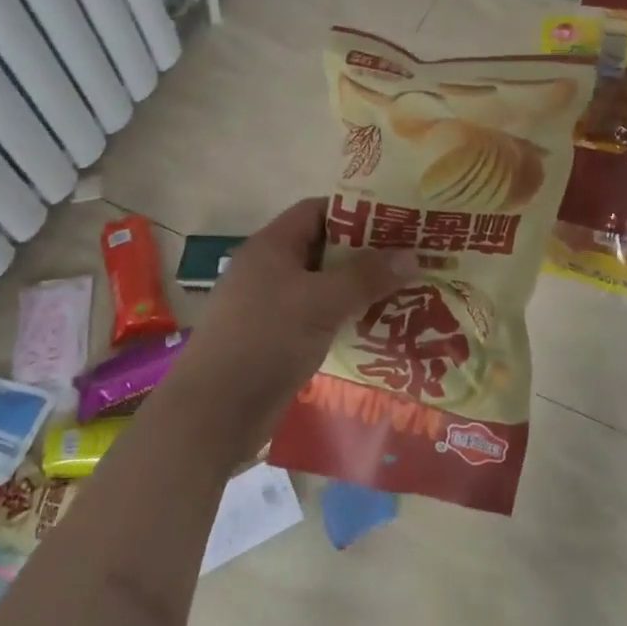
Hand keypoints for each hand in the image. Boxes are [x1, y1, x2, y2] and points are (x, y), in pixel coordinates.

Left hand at [168, 198, 418, 444]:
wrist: (213, 414)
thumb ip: (365, 276)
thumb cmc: (264, 341)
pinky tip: (380, 329)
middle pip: (325, 249)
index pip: (318, 211)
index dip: (358, 212)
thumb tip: (412, 255)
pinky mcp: (278, 340)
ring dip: (360, 290)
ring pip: (324, 287)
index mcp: (272, 246)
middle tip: (413, 259)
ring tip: (408, 293)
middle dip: (367, 254)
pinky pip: (319, 318)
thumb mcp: (320, 303)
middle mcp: (270, 270)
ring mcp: (272, 307)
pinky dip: (346, 319)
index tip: (398, 221)